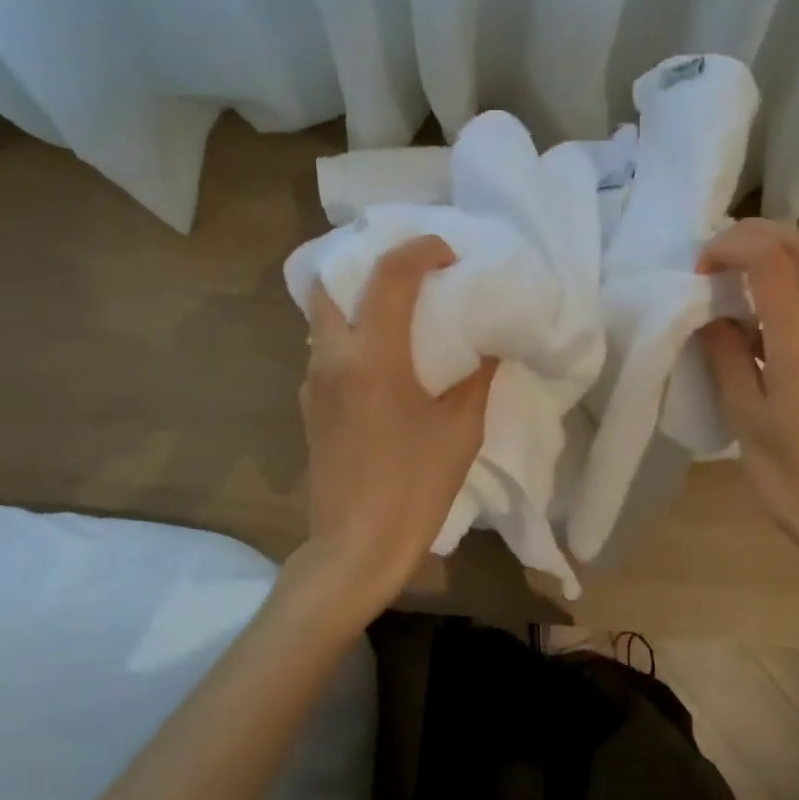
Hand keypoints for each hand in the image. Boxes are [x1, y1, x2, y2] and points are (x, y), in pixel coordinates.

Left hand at [301, 235, 496, 607]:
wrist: (355, 548)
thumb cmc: (414, 487)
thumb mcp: (460, 430)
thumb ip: (476, 378)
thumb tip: (488, 347)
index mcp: (373, 357)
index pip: (389, 276)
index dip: (420, 251)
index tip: (448, 254)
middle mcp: (332, 359)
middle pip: (330, 284)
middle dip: (366, 266)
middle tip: (408, 275)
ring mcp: (313, 384)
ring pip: (323, 319)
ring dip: (356, 301)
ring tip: (397, 312)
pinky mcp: (310, 409)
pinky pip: (325, 352)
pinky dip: (350, 337)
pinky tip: (382, 362)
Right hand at [698, 219, 798, 566]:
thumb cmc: (791, 475)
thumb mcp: (745, 416)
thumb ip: (725, 355)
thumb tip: (709, 317)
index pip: (770, 258)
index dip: (729, 247)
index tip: (697, 272)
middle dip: (755, 234)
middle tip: (713, 260)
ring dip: (770, 256)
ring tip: (726, 282)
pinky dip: (782, 285)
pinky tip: (751, 319)